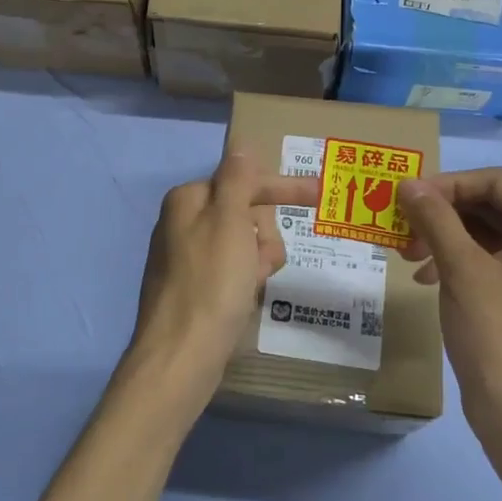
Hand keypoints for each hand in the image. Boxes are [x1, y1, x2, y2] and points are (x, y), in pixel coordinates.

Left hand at [118, 151, 318, 425]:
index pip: (244, 181)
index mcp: (188, 200)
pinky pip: (232, 272)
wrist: (181, 356)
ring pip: (242, 245)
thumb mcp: (229, 223)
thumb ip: (237, 180)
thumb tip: (240, 144)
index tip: (320, 193)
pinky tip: (246, 298)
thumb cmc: (211, 283)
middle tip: (263, 260)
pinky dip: (245, 280)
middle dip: (264, 234)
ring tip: (254, 283)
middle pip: (244, 213)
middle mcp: (182, 223)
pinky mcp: (193, 290)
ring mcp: (186, 258)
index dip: (282, 187)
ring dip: (258, 259)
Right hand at [398, 168, 501, 451]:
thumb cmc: (498, 334)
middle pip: (486, 204)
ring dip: (439, 235)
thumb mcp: (463, 270)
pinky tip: (422, 277)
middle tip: (401, 225)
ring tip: (405, 253)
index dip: (450, 184)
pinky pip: (477, 259)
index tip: (408, 197)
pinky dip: (447, 259)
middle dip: (441, 211)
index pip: (495, 182)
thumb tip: (407, 183)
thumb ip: (436, 219)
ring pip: (478, 232)